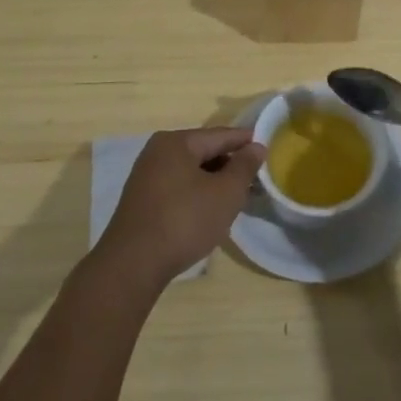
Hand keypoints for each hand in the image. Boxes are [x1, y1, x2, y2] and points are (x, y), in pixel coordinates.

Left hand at [94, 127, 264, 288]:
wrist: (132, 265)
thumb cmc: (184, 221)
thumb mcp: (225, 193)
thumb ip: (244, 166)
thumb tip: (256, 146)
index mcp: (176, 142)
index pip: (220, 135)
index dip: (246, 141)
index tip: (268, 148)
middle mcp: (157, 152)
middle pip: (204, 151)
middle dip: (230, 164)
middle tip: (255, 178)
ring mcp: (146, 176)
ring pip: (191, 171)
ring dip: (214, 180)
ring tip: (237, 196)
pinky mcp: (142, 200)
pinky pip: (178, 186)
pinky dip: (197, 193)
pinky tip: (210, 209)